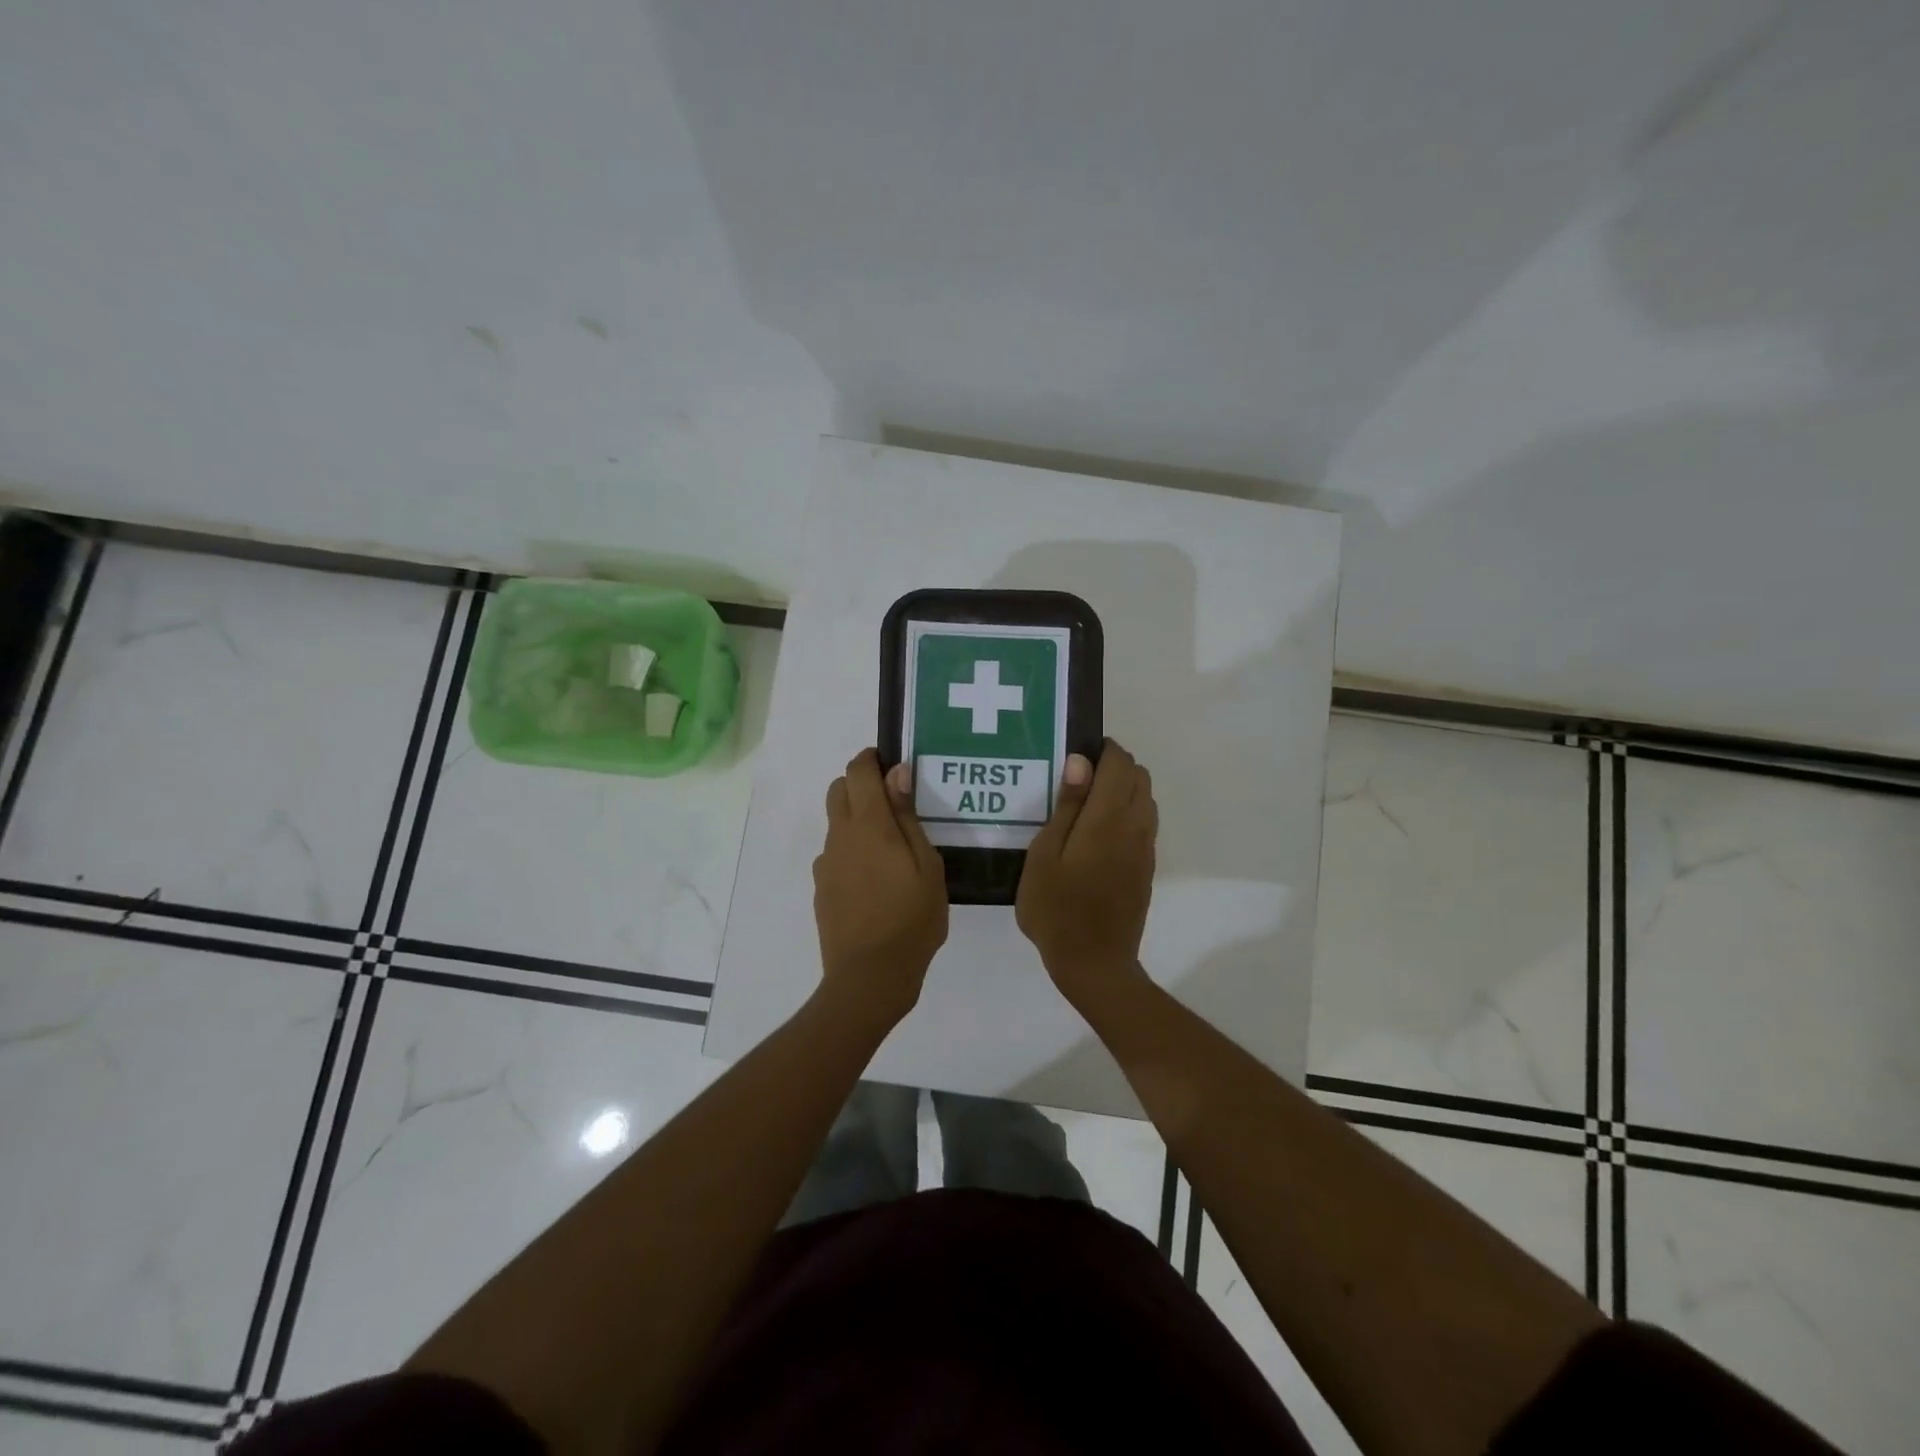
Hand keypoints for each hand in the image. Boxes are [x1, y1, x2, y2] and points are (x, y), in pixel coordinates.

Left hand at [813, 749, 948, 1028]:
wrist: (869, 977)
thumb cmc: (911, 919)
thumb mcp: (927, 866)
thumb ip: (908, 817)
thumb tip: (896, 773)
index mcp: (868, 825)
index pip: (857, 771)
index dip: (871, 759)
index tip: (892, 765)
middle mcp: (839, 837)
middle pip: (838, 790)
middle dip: (861, 784)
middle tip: (893, 804)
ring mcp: (826, 864)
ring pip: (836, 823)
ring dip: (856, 819)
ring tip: (890, 849)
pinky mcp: (821, 888)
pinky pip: (835, 854)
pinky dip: (851, 850)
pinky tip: (875, 879)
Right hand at [1017, 740, 1157, 1006]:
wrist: (1094, 963)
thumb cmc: (1056, 909)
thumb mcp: (1045, 855)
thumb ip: (1066, 806)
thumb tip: (1080, 762)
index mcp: (1108, 817)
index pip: (1120, 763)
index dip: (1102, 750)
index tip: (1075, 755)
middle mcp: (1135, 826)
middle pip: (1139, 776)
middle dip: (1113, 766)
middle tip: (1076, 781)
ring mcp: (1145, 848)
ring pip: (1146, 798)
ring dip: (1122, 789)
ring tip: (1085, 806)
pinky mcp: (1146, 867)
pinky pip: (1144, 823)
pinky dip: (1127, 813)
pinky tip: (1097, 834)